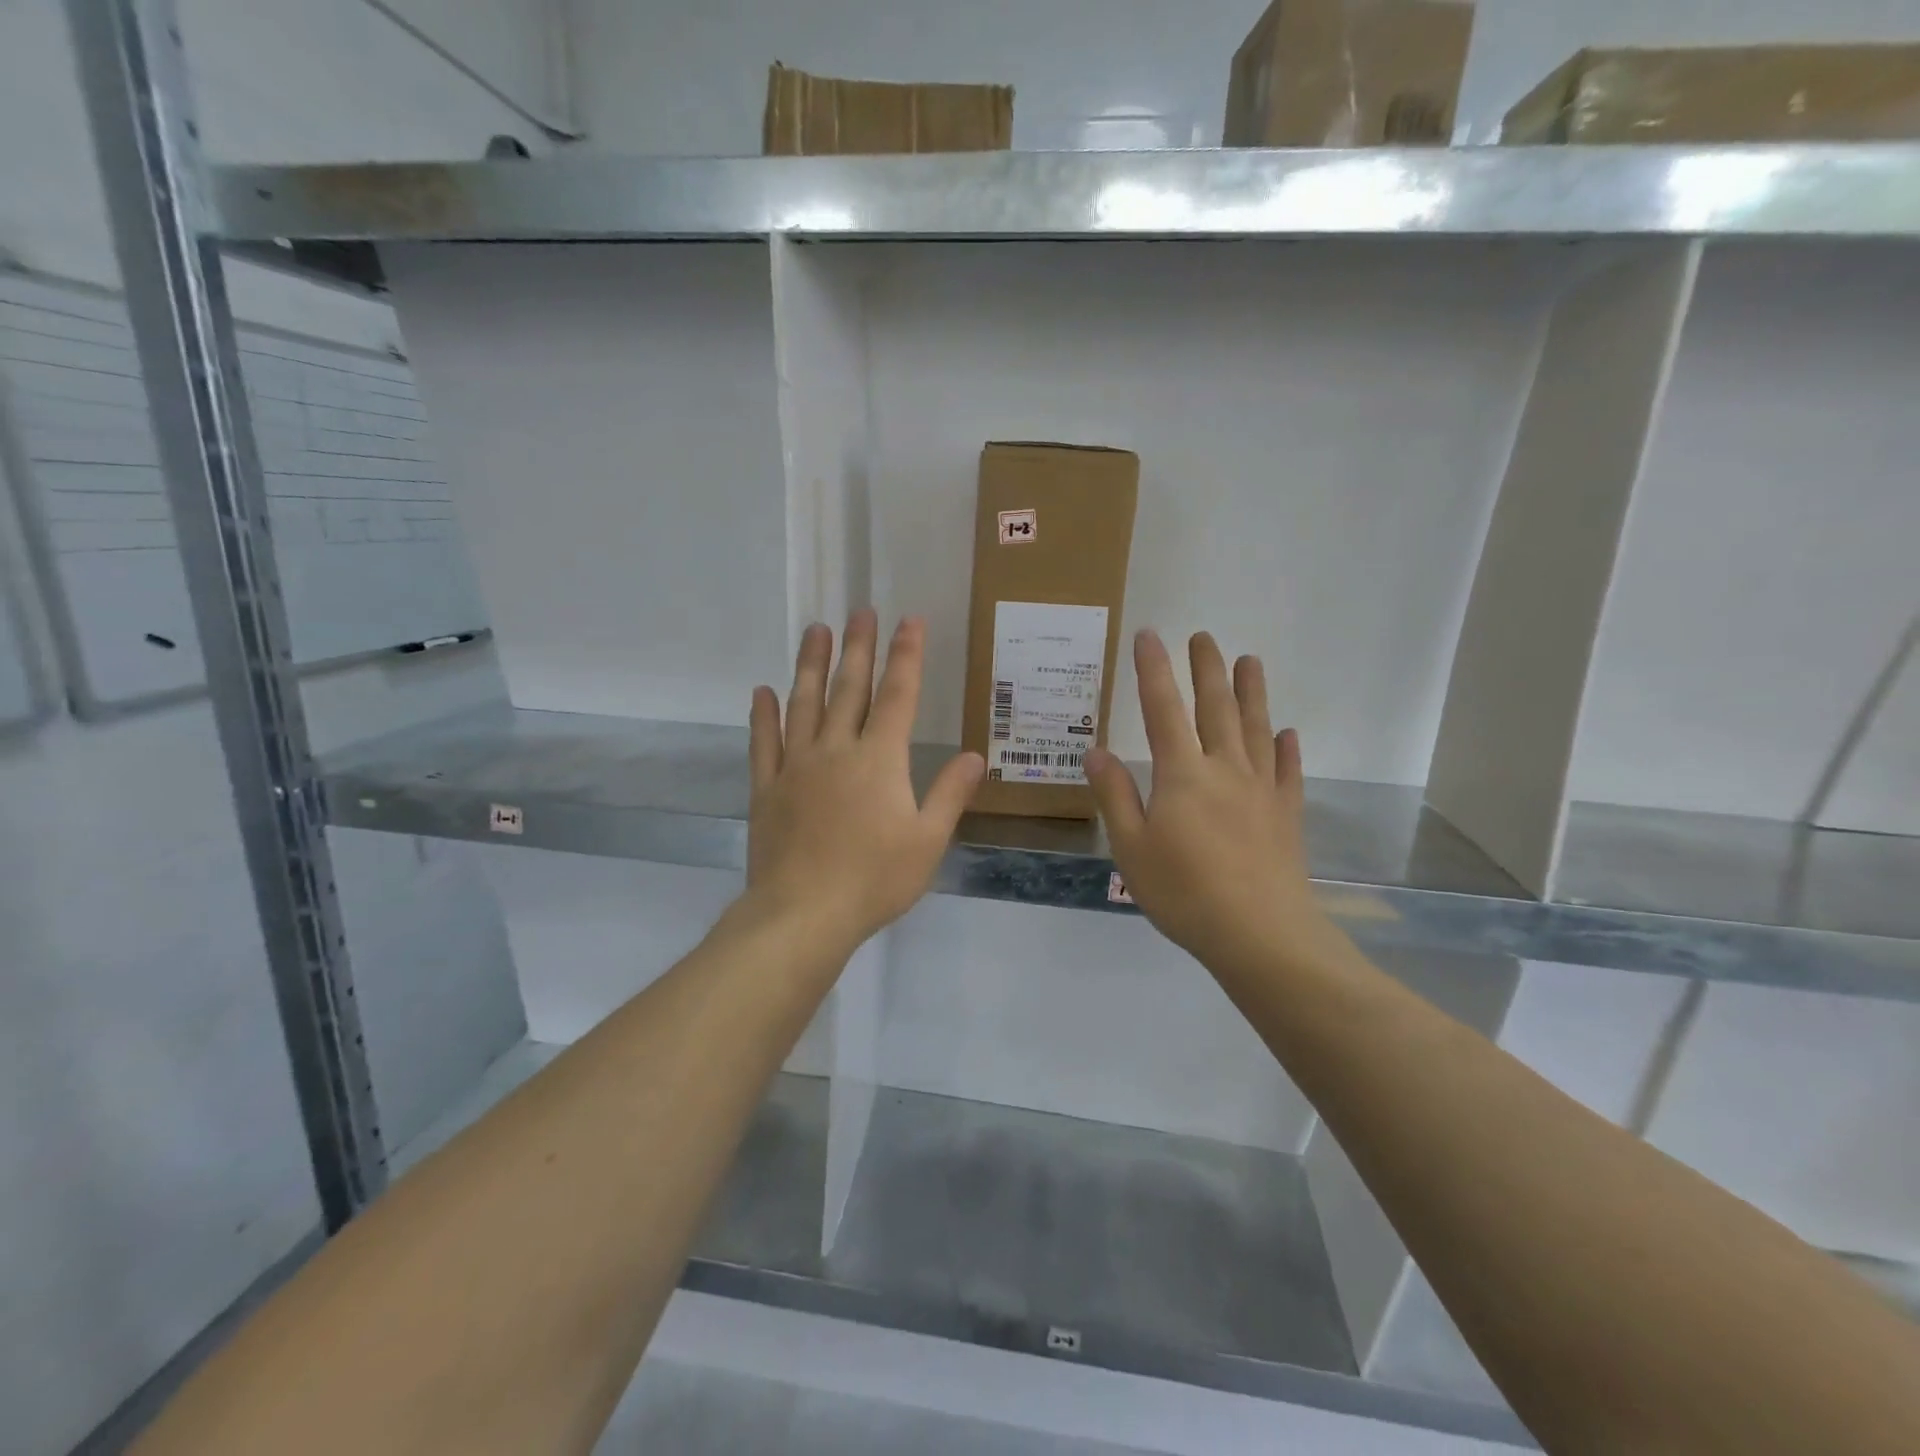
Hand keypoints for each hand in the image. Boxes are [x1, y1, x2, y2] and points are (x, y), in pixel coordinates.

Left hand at [744, 609, 984, 955]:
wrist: (802, 914)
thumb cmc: (874, 880)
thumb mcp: (928, 841)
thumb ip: (950, 794)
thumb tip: (975, 756)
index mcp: (879, 760)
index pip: (898, 696)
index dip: (906, 656)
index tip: (909, 621)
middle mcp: (836, 750)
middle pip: (849, 689)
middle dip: (858, 647)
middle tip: (860, 610)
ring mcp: (796, 766)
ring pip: (804, 704)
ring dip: (811, 665)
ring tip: (815, 631)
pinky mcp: (766, 789)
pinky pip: (763, 743)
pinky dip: (763, 716)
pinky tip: (762, 692)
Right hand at [1086, 630, 1339, 977]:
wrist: (1260, 934)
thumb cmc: (1184, 892)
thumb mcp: (1132, 848)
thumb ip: (1115, 796)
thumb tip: (1096, 751)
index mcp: (1182, 774)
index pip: (1162, 709)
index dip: (1154, 670)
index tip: (1150, 635)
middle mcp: (1225, 769)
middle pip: (1216, 707)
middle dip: (1207, 669)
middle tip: (1203, 636)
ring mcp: (1261, 789)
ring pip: (1256, 728)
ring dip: (1252, 692)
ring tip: (1250, 661)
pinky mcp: (1286, 813)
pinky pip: (1287, 771)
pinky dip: (1286, 748)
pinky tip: (1287, 733)